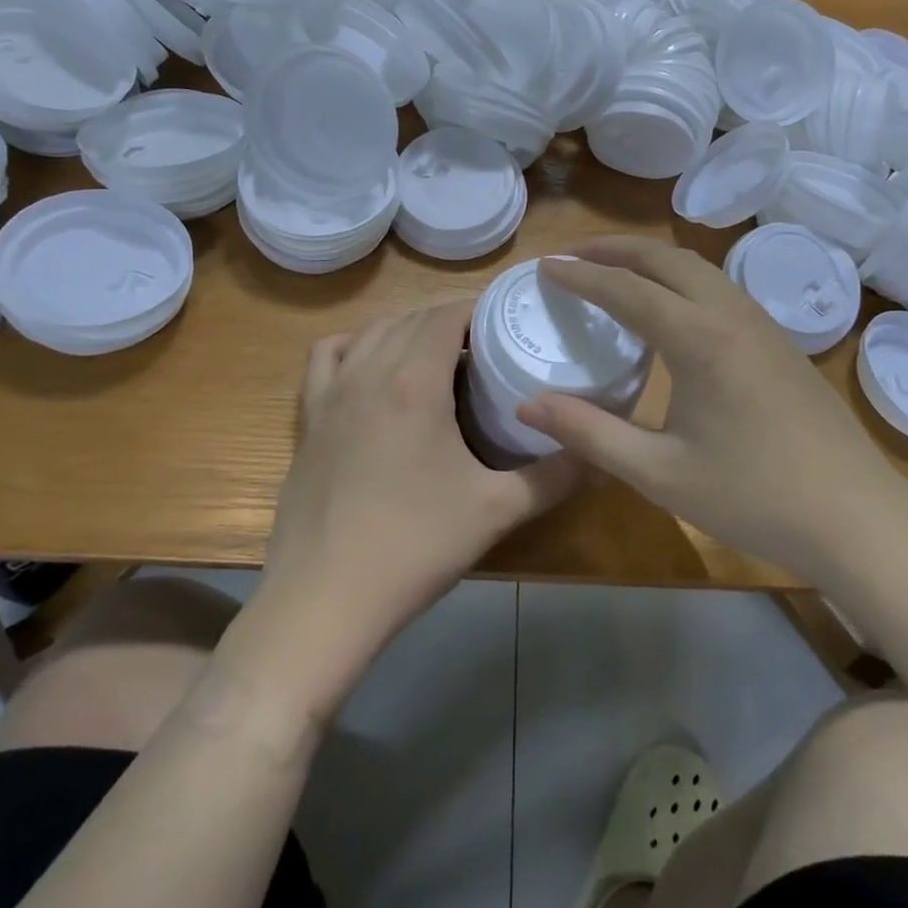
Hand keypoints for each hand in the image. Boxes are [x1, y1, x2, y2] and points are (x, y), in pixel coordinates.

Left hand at [251, 300, 577, 718]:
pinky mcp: (308, 417)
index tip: (509, 321)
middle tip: (488, 344)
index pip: (448, 313)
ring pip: (373, 331)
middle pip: (413, 317)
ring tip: (440, 354)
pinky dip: (354, 345)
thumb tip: (599, 454)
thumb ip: (555, 476)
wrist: (324, 599)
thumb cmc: (414, 546)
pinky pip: (327, 356)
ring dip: (408, 328)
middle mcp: (369, 370)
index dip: (480, 308)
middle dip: (452, 319)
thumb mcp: (497, 510)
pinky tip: (372, 366)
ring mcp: (331, 392)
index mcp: (415, 380)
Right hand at [518, 238, 907, 582]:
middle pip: (664, 259)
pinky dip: (680, 278)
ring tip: (614, 271)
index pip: (626, 289)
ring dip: (650, 260)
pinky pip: (719, 287)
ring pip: (697, 267)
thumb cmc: (754, 497)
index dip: (581, 276)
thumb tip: (528, 404)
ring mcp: (762, 323)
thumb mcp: (660, 473)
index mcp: (699, 338)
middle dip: (614, 249)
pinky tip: (670, 307)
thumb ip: (590, 433)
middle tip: (572, 257)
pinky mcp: (779, 340)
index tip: (544, 266)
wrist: (857, 516)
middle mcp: (730, 314)